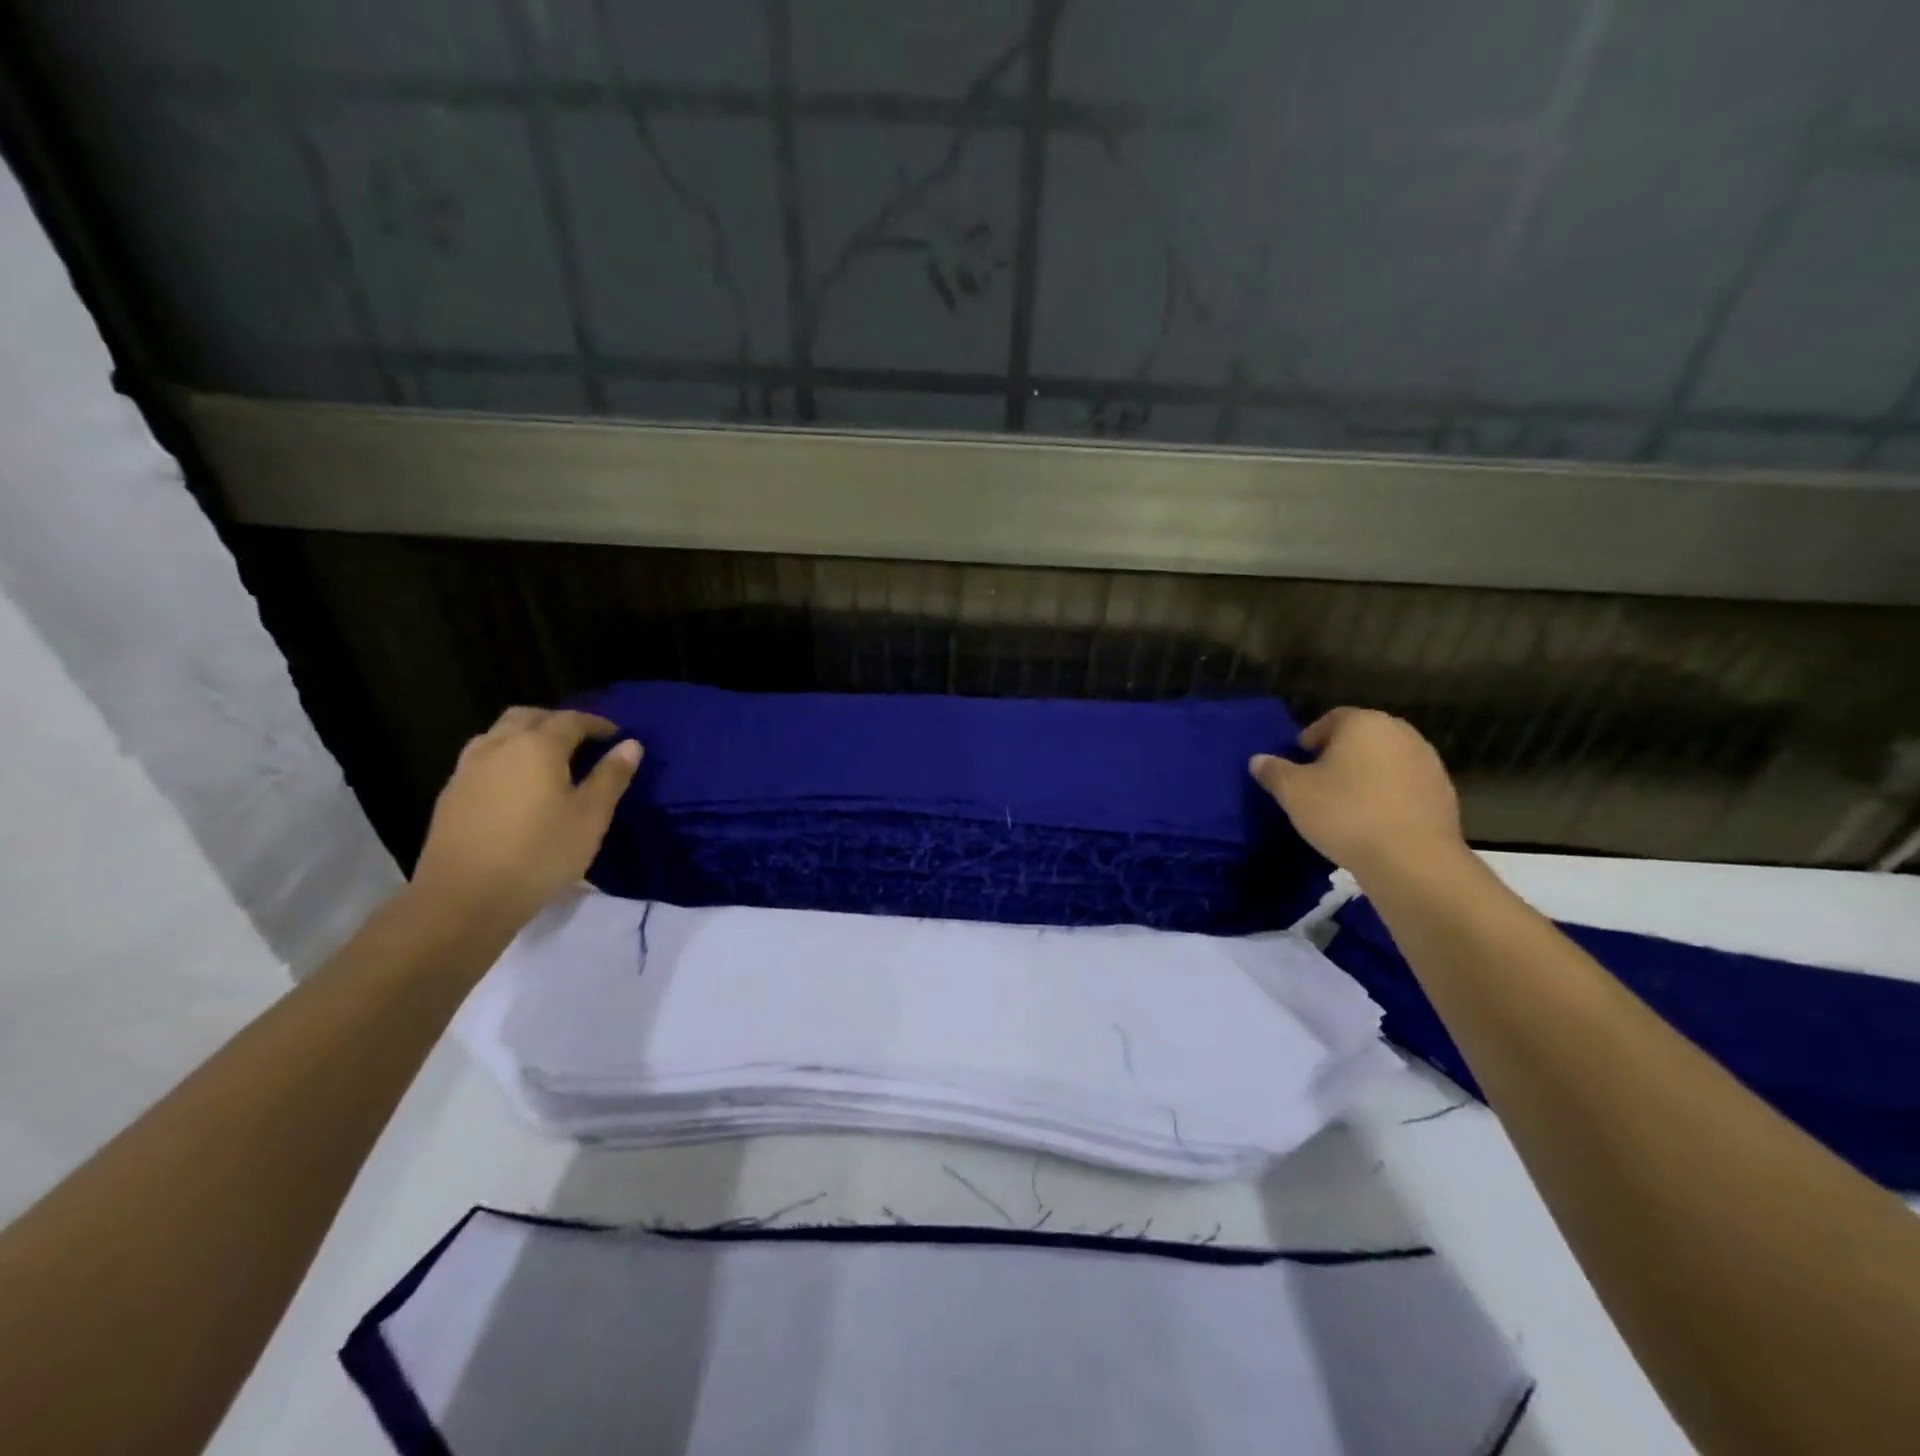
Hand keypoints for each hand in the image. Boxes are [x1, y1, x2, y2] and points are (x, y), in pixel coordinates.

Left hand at [410, 707, 640, 927]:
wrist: (464, 898)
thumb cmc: (540, 853)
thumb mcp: (591, 817)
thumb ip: (611, 777)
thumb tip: (630, 745)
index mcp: (537, 746)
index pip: (571, 720)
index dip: (597, 724)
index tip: (616, 735)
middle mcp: (499, 746)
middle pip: (528, 717)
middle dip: (557, 722)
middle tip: (581, 741)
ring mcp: (468, 769)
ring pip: (499, 734)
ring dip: (526, 736)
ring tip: (547, 760)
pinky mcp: (450, 795)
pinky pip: (482, 759)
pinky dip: (505, 758)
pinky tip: (516, 786)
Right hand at [1249, 707, 1464, 882]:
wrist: (1412, 859)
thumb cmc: (1345, 813)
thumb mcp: (1293, 793)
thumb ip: (1273, 772)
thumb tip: (1258, 760)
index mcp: (1363, 723)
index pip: (1330, 719)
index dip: (1310, 739)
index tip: (1298, 764)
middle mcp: (1400, 733)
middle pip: (1361, 737)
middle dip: (1339, 755)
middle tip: (1318, 782)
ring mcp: (1427, 762)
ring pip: (1385, 761)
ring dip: (1366, 775)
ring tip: (1346, 804)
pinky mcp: (1444, 792)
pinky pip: (1405, 785)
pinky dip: (1388, 795)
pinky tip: (1374, 820)